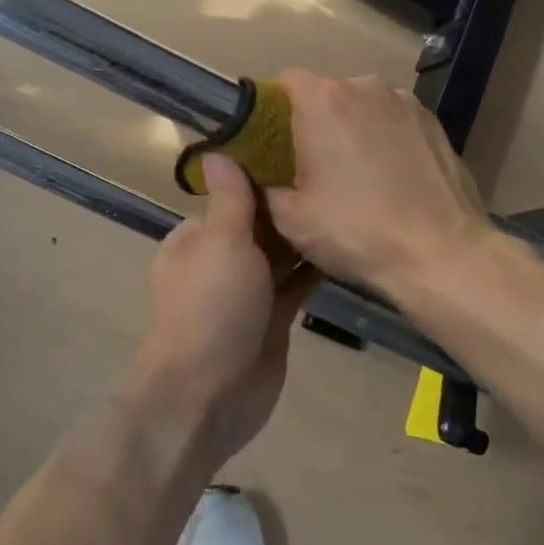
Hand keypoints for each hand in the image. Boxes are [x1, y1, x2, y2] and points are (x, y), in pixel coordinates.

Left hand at [134, 154, 312, 466]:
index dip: (262, 177)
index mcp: (196, 238)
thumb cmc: (211, 306)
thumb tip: (217, 151)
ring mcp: (246, 293)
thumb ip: (229, 200)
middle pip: (258, 225)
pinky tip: (343, 246)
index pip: (231, 197)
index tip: (301, 152)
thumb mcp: (220, 241)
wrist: (211, 392)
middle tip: (336, 174)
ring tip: (347, 204)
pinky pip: (295, 286)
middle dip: (288, 207)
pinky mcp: (271, 319)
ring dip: (303, 237)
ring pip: (279, 256)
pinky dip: (313, 270)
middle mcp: (219, 261)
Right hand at [266, 71, 491, 297]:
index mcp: (323, 101)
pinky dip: (383, 138)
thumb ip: (263, 184)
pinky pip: (393, 121)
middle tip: (309, 167)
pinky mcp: (435, 122)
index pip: (284, 82)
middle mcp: (364, 86)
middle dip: (313, 123)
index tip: (270, 144)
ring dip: (351, 129)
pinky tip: (389, 177)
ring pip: (362, 107)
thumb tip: (257, 173)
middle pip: (325, 94)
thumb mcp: (291, 219)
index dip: (272, 110)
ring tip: (354, 174)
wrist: (443, 254)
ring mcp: (405, 101)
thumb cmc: (357, 232)